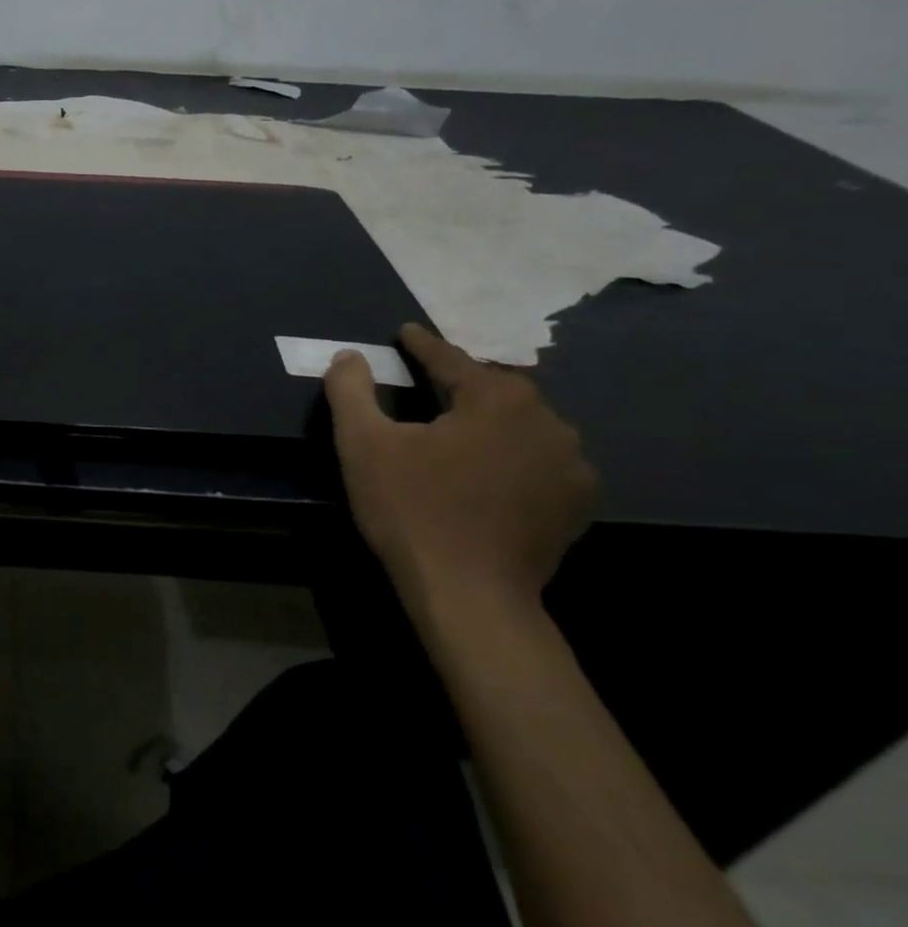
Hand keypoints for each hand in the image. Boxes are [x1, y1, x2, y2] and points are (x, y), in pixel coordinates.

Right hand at [323, 324, 598, 622]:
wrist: (469, 593)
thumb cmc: (410, 508)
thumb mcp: (362, 443)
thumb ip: (351, 390)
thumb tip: (349, 356)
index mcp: (498, 399)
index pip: (452, 360)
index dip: (422, 345)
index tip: (406, 333)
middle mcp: (548, 421)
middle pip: (495, 388)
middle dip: (462, 380)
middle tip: (429, 379)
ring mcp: (572, 465)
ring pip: (523, 424)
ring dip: (492, 418)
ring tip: (462, 424)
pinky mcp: (578, 503)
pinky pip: (542, 460)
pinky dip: (514, 453)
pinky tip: (492, 467)